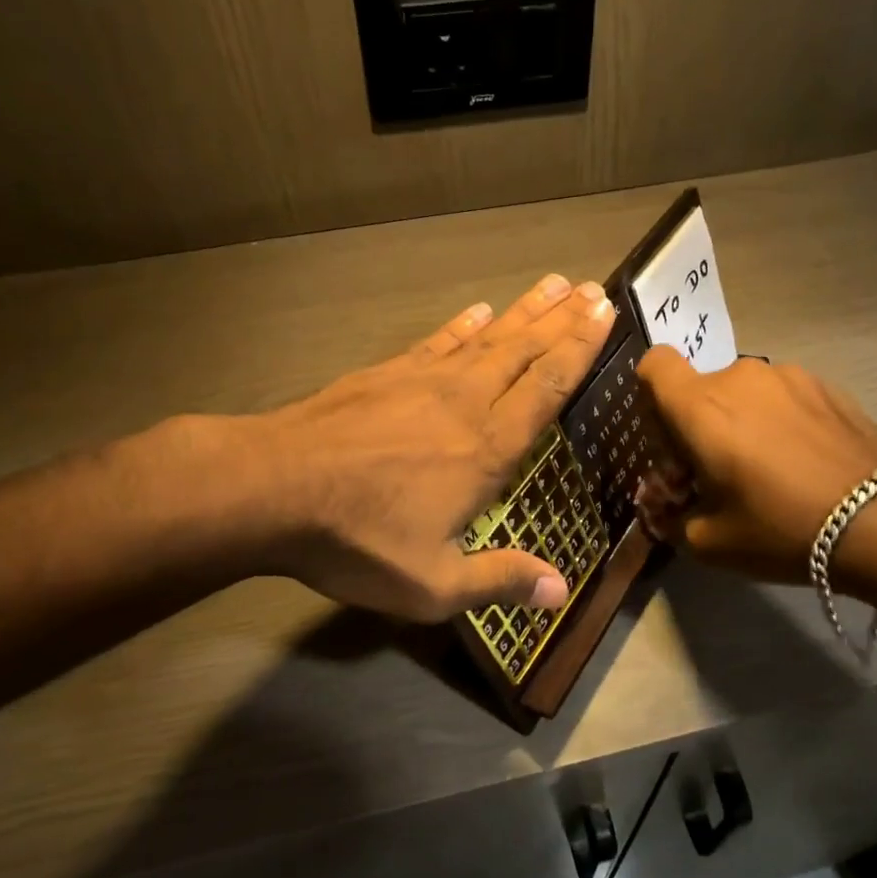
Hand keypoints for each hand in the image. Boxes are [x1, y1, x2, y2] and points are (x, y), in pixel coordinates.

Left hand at [256, 274, 615, 620]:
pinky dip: (462, 325)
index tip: (604, 315)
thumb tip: (561, 592)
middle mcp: (464, 403)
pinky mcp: (384, 374)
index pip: (546, 389)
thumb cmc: (357, 539)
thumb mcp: (432, 583)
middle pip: (524, 352)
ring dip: (523, 311)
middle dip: (563, 320)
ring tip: (553, 284)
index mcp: (486, 450)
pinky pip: (436, 342)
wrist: (272, 488)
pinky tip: (477, 311)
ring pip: (486, 338)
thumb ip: (499, 581)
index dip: (579, 351)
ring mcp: (421, 381)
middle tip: (594, 289)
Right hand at [634, 348, 876, 583]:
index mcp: (701, 407)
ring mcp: (788, 376)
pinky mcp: (826, 385)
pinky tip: (804, 461)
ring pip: (744, 392)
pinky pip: (783, 396)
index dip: (652, 394)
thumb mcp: (707, 541)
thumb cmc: (779, 528)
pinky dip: (780, 420)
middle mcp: (740, 377)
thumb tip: (661, 503)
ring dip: (742, 421)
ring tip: (770, 468)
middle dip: (699, 424)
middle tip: (720, 472)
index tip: (669, 435)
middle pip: (700, 388)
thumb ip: (669, 516)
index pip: (654, 364)